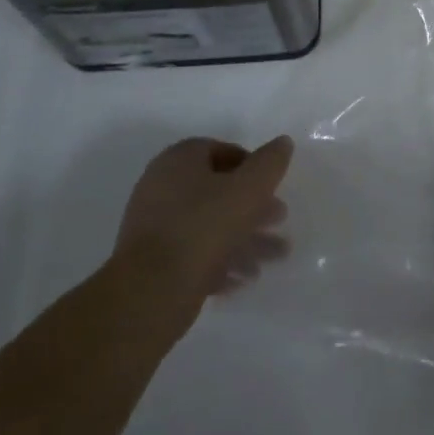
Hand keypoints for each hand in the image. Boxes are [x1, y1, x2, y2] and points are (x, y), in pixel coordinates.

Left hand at [113, 135, 292, 314]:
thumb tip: (282, 142)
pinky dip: (221, 261)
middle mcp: (161, 188)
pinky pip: (194, 254)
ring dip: (245, 238)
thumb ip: (270, 162)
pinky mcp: (152, 262)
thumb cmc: (205, 226)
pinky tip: (244, 278)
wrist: (151, 292)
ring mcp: (154, 227)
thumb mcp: (250, 188)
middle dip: (253, 207)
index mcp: (178, 161)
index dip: (251, 165)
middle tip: (279, 220)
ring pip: (209, 226)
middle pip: (217, 191)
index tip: (272, 186)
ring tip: (274, 257)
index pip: (220, 150)